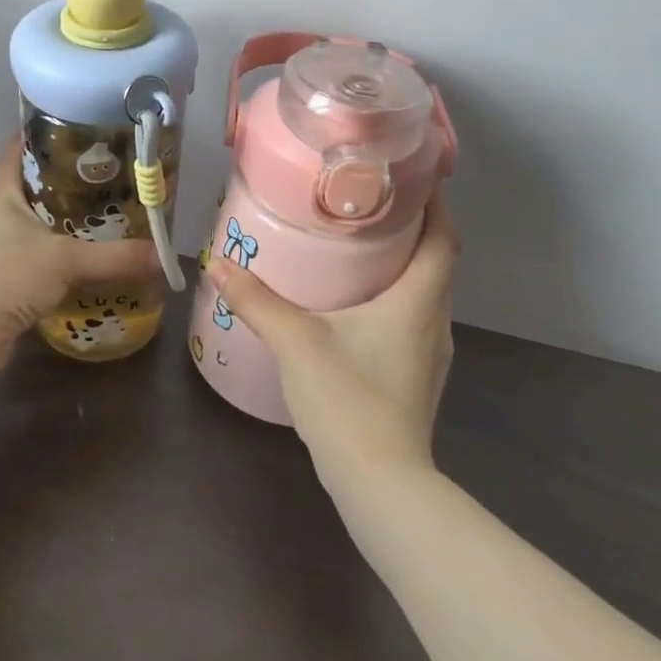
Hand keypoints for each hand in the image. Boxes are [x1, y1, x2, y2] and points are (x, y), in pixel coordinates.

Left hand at [0, 138, 161, 366]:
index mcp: (3, 189)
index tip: (93, 130)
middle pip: (41, 183)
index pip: (25, 145)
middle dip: (76, 179)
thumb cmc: (4, 276)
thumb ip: (116, 258)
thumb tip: (165, 257)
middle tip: (118, 173)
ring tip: (115, 210)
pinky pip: (45, 253)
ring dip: (73, 218)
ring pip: (44, 220)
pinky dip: (68, 252)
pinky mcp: (9, 274)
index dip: (55, 133)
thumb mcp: (65, 260)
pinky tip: (97, 254)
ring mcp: (2, 244)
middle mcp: (0, 210)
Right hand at [207, 190, 459, 497]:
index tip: (413, 176)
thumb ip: (256, 300)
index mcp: (417, 301)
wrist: (381, 484)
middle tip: (371, 203)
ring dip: (405, 266)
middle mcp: (434, 322)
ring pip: (426, 294)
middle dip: (413, 229)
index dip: (436, 203)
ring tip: (362, 245)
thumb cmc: (347, 399)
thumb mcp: (295, 341)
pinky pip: (414, 321)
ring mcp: (430, 355)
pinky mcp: (418, 378)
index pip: (443, 238)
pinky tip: (357, 305)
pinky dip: (396, 299)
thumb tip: (217, 264)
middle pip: (437, 262)